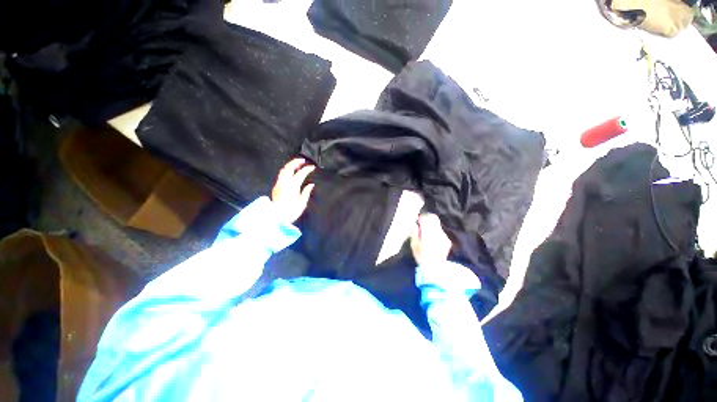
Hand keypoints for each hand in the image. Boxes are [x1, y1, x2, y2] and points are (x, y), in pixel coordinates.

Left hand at [271, 158, 315, 223]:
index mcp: (293, 186)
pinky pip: (281, 175)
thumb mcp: (302, 203)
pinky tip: (290, 173)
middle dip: (296, 162)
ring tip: (297, 165)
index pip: (301, 174)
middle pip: (289, 168)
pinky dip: (286, 171)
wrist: (276, 218)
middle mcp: (284, 183)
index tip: (312, 167)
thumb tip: (311, 184)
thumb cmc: (291, 212)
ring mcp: (279, 184)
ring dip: (290, 165)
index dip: (307, 169)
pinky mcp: (276, 187)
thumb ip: (306, 192)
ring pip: (283, 170)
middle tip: (303, 161)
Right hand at [410, 214, 452, 265]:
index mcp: (428, 232)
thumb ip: (414, 232)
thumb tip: (414, 224)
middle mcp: (437, 232)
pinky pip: (441, 232)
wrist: (436, 268)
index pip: (426, 218)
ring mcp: (444, 236)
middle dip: (428, 218)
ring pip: (437, 225)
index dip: (421, 217)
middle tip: (422, 222)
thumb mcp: (414, 245)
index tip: (418, 219)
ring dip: (432, 226)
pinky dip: (436, 232)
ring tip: (426, 232)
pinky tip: (433, 239)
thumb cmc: (421, 256)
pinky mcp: (448, 241)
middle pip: (434, 218)